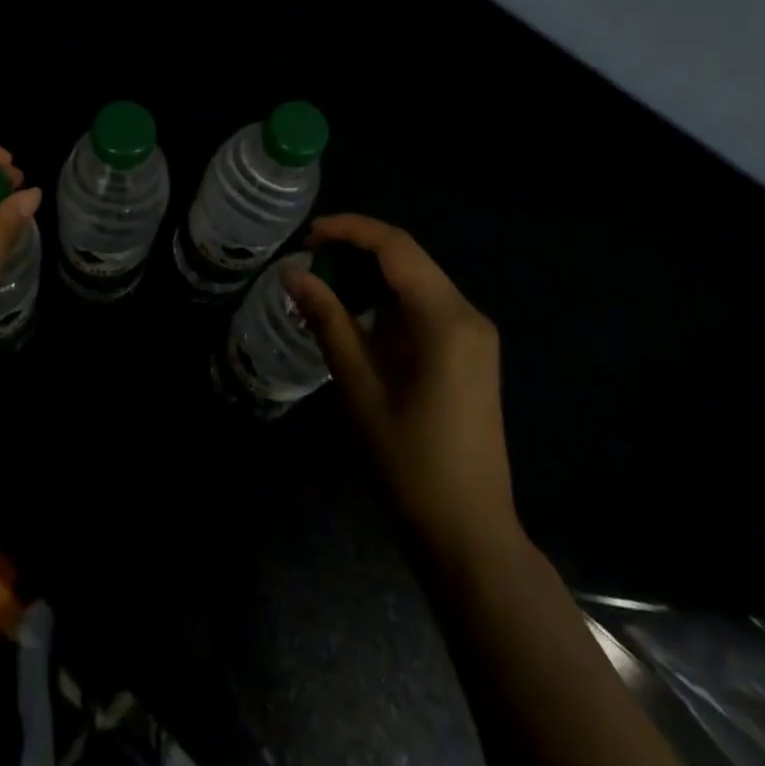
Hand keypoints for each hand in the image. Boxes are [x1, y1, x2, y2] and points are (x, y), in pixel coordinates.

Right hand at [285, 215, 518, 550]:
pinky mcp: (469, 353)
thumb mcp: (359, 386)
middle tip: (309, 260)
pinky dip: (388, 300)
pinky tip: (357, 314)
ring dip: (371, 274)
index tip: (307, 236)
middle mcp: (467, 315)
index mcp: (446, 318)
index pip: (396, 247)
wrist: (468, 535)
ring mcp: (473, 335)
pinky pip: (425, 307)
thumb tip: (291, 273)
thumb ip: (327, 320)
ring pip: (416, 280)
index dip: (350, 230)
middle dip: (357, 249)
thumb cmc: (409, 462)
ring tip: (324, 283)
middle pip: (408, 258)